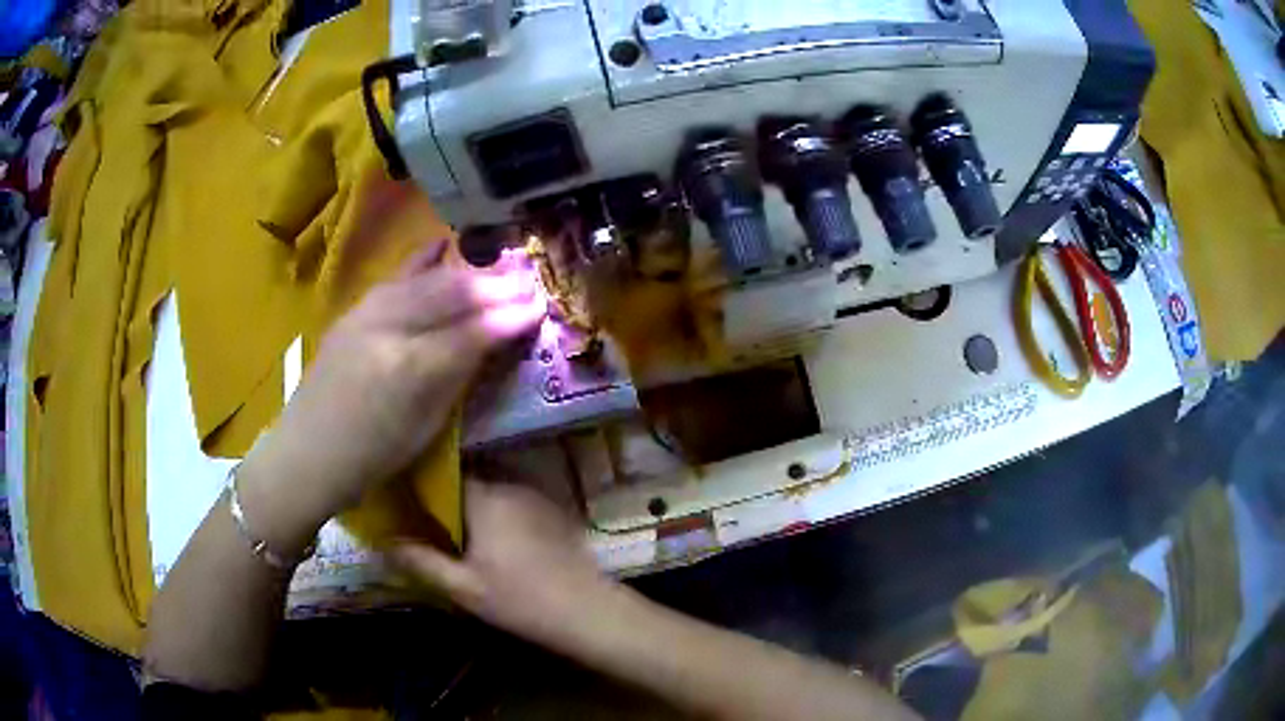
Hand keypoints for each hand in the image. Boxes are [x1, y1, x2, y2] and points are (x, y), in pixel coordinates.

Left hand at [239, 242, 545, 545]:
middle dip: (495, 285)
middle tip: (530, 278)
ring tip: (499, 265)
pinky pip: (396, 278)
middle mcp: (388, 330)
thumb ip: (458, 377)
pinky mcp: (353, 311)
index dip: (508, 317)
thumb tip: (494, 341)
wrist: (307, 451)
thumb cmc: (372, 457)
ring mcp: (366, 314)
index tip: (540, 303)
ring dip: (467, 271)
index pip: (471, 333)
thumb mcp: (425, 427)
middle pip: (450, 296)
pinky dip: (422, 260)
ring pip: (425, 281)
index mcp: (410, 370)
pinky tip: (442, 244)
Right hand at [390, 480, 609, 647]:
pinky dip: (496, 517)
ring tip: (458, 538)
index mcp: (485, 498)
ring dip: (473, 510)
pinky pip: (512, 504)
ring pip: (491, 494)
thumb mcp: (462, 587)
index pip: (444, 475)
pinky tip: (494, 545)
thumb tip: (384, 541)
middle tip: (429, 527)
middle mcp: (510, 486)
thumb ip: (421, 560)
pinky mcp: (552, 512)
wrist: (588, 612)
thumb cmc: (520, 600)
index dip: (423, 488)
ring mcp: (535, 497)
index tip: (406, 505)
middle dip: (447, 501)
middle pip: (467, 483)